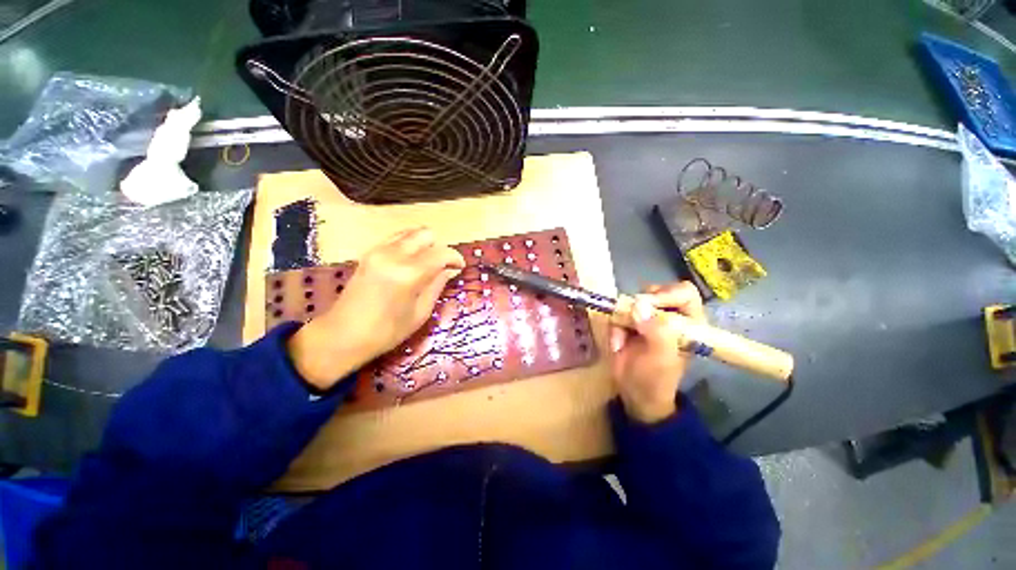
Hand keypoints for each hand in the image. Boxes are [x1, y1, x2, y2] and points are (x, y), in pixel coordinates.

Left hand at [288, 227, 464, 389]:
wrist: (342, 336)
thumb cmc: (386, 332)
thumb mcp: (420, 313)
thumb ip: (437, 285)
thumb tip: (449, 270)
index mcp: (408, 274)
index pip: (441, 253)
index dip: (455, 258)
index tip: (460, 267)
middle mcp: (393, 255)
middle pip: (426, 234)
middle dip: (439, 247)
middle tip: (443, 266)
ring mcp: (377, 251)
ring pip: (410, 232)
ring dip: (424, 244)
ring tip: (427, 263)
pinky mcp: (369, 253)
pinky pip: (396, 238)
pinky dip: (409, 244)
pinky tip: (411, 261)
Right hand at [609, 282, 705, 423]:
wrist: (633, 393)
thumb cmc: (655, 379)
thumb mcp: (660, 358)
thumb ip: (656, 332)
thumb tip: (639, 304)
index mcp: (689, 323)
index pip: (683, 293)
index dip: (666, 294)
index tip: (646, 305)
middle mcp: (670, 316)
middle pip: (656, 291)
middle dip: (640, 305)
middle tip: (631, 317)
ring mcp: (648, 317)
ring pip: (633, 300)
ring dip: (623, 318)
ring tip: (622, 337)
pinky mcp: (630, 322)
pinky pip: (618, 313)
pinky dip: (614, 326)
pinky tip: (617, 344)